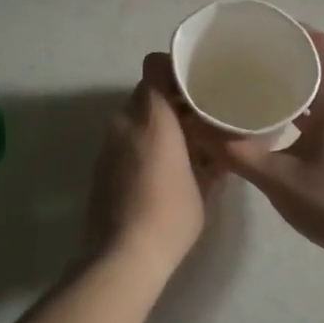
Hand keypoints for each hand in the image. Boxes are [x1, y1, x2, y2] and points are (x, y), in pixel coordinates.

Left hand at [86, 53, 222, 266]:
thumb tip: (223, 148)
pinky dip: (142, 141)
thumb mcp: (204, 188)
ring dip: (156, 122)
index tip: (196, 79)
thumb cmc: (170, 216)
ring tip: (184, 141)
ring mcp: (108, 143)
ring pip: (135, 116)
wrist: (121, 255)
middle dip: (170, 99)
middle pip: (146, 92)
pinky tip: (162, 164)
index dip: (174, 67)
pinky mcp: (100, 164)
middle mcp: (125, 121)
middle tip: (199, 114)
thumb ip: (213, 159)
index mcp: (153, 118)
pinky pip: (125, 138)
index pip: (155, 68)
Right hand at [208, 28, 323, 263]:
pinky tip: (282, 125)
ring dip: (297, 85)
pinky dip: (306, 108)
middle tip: (249, 61)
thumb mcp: (276, 178)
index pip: (322, 45)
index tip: (262, 32)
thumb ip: (236, 152)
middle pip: (322, 65)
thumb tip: (197, 128)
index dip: (294, 31)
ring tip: (259, 88)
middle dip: (287, 58)